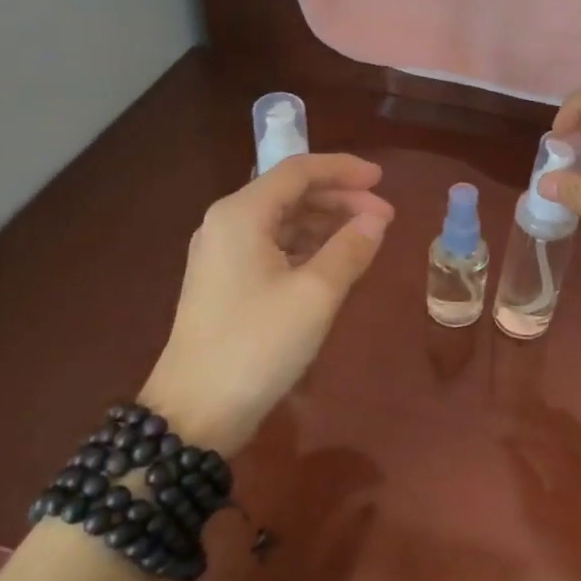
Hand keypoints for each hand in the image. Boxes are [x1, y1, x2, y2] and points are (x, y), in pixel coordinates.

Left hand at [140, 154, 394, 453]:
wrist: (195, 412)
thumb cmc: (257, 344)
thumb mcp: (315, 294)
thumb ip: (350, 248)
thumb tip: (378, 218)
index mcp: (242, 214)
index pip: (298, 170)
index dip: (343, 169)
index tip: (382, 179)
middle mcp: (227, 223)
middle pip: (290, 193)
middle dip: (340, 198)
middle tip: (384, 216)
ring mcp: (223, 253)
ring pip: (283, 219)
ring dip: (326, 222)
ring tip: (367, 237)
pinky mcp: (226, 281)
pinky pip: (274, 245)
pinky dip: (308, 245)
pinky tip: (335, 260)